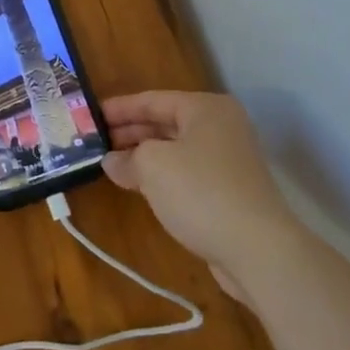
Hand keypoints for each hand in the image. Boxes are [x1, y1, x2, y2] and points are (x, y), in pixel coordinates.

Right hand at [102, 92, 299, 301]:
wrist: (258, 250)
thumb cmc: (201, 192)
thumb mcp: (153, 166)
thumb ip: (127, 158)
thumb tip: (112, 162)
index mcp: (206, 109)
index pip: (153, 100)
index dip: (120, 108)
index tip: (91, 116)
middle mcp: (221, 127)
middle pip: (165, 123)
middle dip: (130, 133)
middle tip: (96, 142)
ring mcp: (228, 161)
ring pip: (176, 150)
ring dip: (144, 157)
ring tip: (111, 165)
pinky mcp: (230, 192)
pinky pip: (186, 174)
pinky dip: (162, 177)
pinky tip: (140, 188)